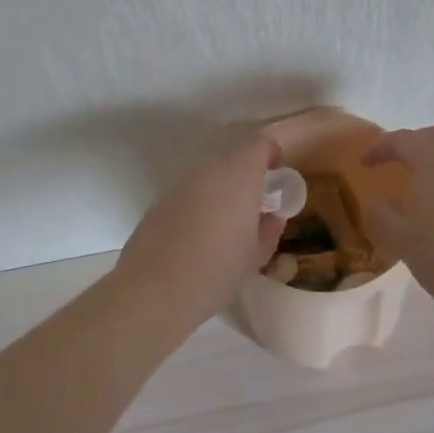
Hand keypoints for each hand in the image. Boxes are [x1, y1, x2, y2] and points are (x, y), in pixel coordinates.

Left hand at [115, 132, 286, 327]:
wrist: (155, 288)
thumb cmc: (218, 270)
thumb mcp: (256, 255)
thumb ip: (270, 229)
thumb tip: (272, 216)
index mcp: (239, 175)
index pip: (259, 144)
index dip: (272, 155)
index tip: (278, 176)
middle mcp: (208, 170)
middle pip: (233, 158)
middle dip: (248, 175)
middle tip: (256, 205)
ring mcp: (180, 184)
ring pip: (209, 176)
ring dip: (223, 190)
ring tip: (227, 225)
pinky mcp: (160, 201)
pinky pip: (189, 193)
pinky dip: (200, 204)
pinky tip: (199, 237)